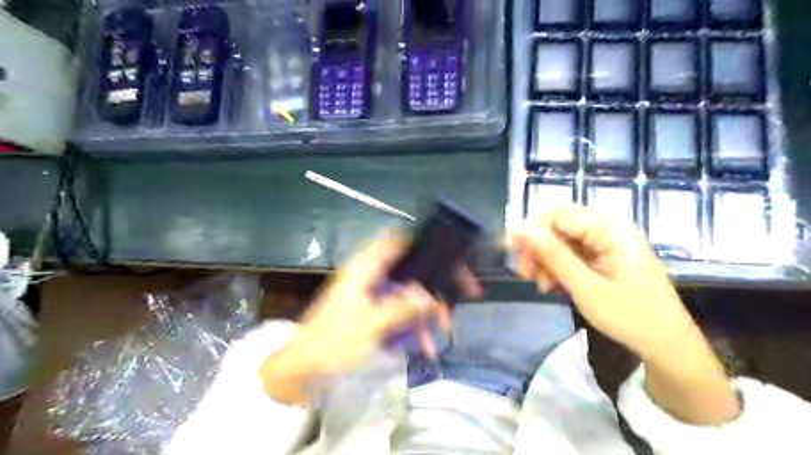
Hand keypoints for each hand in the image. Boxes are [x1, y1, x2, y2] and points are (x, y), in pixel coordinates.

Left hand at [262, 235, 475, 404]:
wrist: (304, 368)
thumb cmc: (333, 341)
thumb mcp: (370, 324)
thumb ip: (402, 308)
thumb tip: (430, 297)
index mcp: (365, 268)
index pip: (396, 240)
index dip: (421, 242)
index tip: (446, 256)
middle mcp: (371, 275)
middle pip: (410, 270)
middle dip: (434, 288)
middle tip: (453, 304)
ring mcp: (372, 294)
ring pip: (409, 293)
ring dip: (426, 312)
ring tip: (442, 332)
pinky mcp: (373, 311)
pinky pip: (401, 311)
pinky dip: (414, 325)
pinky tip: (424, 346)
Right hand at [504, 204, 689, 355]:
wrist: (668, 345)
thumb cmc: (630, 316)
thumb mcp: (585, 286)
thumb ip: (551, 255)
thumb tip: (519, 229)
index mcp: (610, 228)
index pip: (557, 216)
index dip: (531, 232)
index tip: (511, 253)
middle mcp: (610, 227)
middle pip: (559, 227)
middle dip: (539, 249)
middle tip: (524, 273)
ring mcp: (609, 242)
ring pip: (564, 241)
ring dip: (547, 260)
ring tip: (540, 285)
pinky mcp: (607, 255)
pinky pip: (574, 253)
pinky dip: (560, 267)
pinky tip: (552, 285)